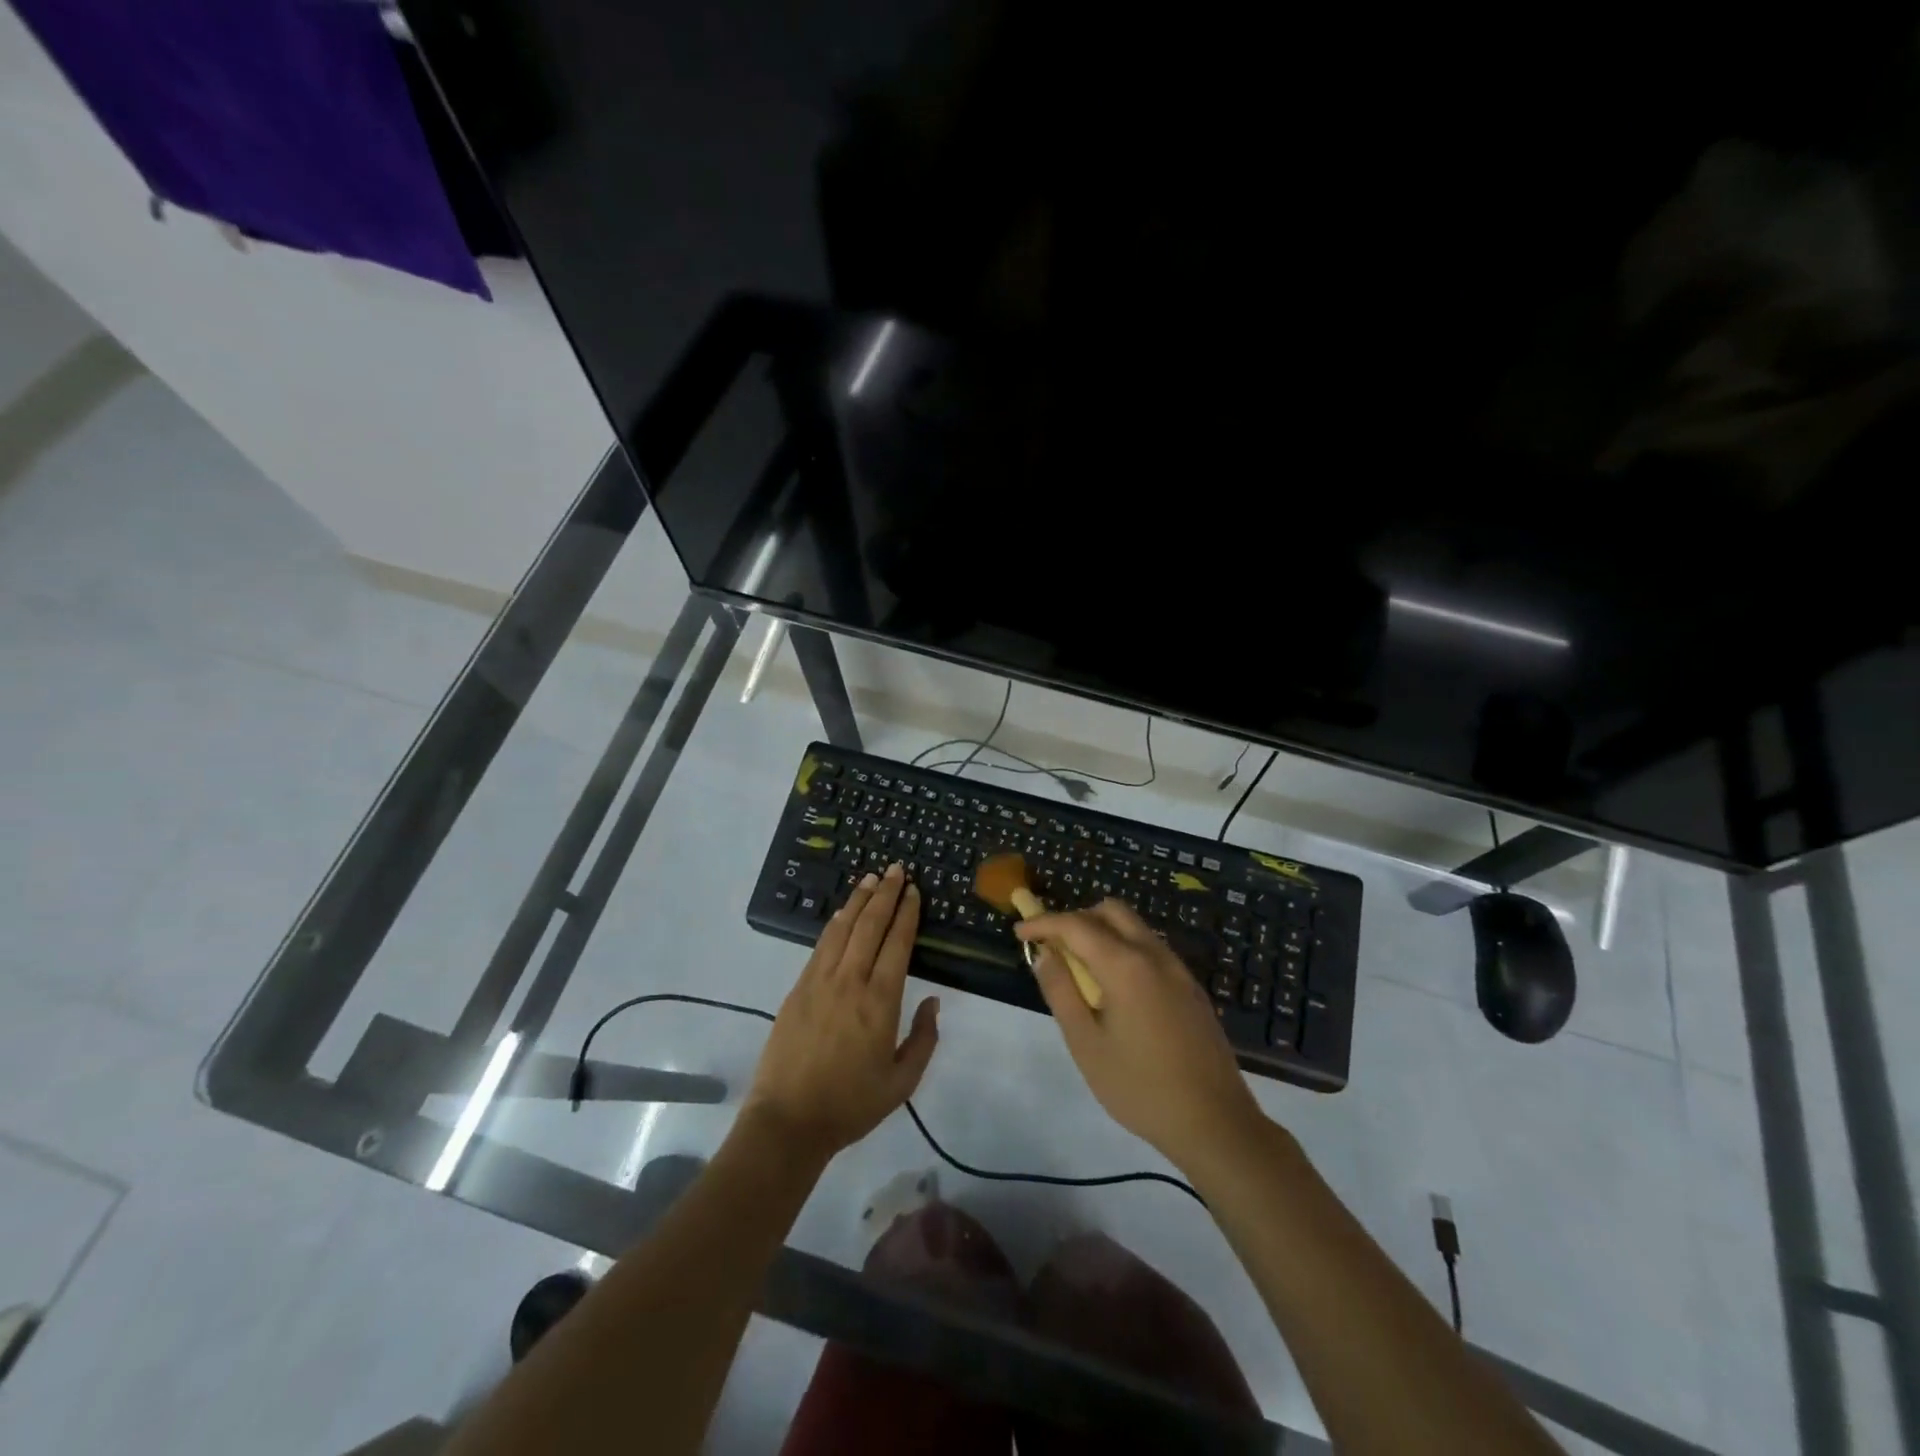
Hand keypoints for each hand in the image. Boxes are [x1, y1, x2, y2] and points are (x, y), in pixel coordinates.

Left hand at [744, 863, 939, 1161]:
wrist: (788, 1121)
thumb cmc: (850, 1105)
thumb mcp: (902, 1083)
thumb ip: (924, 1039)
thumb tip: (934, 1001)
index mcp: (879, 1002)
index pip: (897, 943)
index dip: (906, 913)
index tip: (913, 890)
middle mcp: (850, 981)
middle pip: (869, 925)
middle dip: (885, 894)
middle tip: (896, 869)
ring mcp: (819, 982)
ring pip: (842, 928)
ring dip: (858, 900)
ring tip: (870, 879)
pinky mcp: (797, 989)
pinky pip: (820, 946)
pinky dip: (835, 924)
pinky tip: (842, 914)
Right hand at [1016, 899, 1263, 1168]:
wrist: (1215, 1123)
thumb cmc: (1140, 1087)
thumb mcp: (1086, 1044)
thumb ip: (1061, 992)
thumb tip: (1044, 954)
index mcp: (1126, 965)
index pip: (1076, 925)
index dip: (1043, 923)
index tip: (1019, 932)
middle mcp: (1154, 955)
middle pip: (1111, 911)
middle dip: (1076, 919)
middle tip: (1053, 948)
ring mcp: (1178, 970)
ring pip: (1134, 927)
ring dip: (1102, 932)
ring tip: (1081, 970)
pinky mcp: (1191, 988)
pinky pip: (1151, 949)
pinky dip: (1124, 949)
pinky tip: (1116, 989)